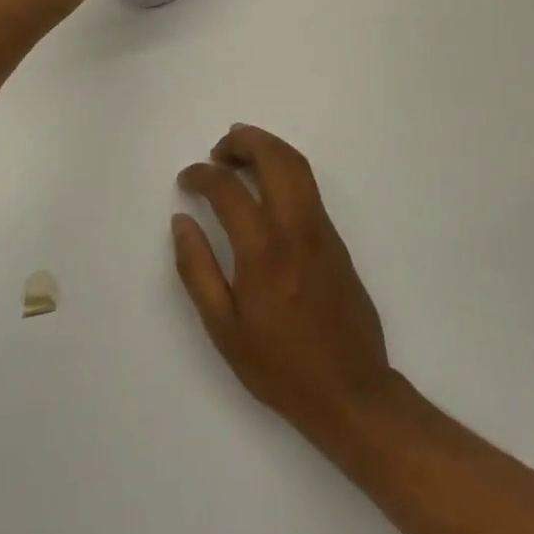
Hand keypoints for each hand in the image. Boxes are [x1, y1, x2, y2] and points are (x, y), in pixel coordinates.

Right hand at [174, 126, 399, 449]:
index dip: (203, 175)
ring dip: (268, 149)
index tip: (187, 179)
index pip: (230, 190)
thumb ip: (198, 270)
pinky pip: (309, 190)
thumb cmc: (279, 367)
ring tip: (239, 156)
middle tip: (218, 149)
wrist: (351, 392)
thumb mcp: (223, 328)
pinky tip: (265, 189)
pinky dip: (284, 171)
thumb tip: (182, 222)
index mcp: (264, 253)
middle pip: (276, 160)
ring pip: (299, 168)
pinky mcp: (337, 242)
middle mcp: (298, 231)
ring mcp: (323, 233)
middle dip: (245, 141)